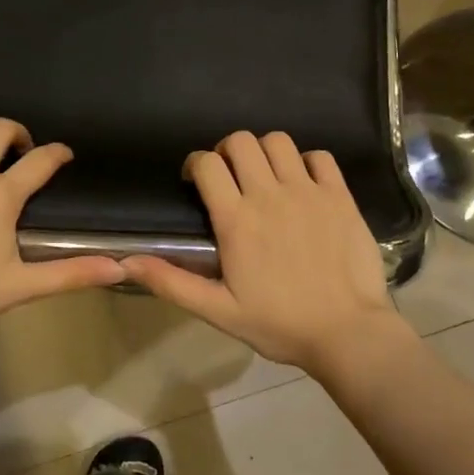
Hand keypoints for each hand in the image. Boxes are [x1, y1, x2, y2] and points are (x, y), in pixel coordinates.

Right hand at [120, 131, 406, 373]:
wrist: (347, 333)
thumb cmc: (279, 324)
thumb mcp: (218, 310)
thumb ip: (171, 282)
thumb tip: (125, 261)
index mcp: (237, 220)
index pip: (208, 164)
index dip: (196, 164)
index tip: (197, 182)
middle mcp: (270, 195)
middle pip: (241, 141)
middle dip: (227, 151)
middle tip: (230, 178)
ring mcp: (308, 192)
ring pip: (279, 141)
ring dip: (265, 152)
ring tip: (266, 177)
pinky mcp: (340, 196)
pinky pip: (320, 157)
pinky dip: (307, 162)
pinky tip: (304, 184)